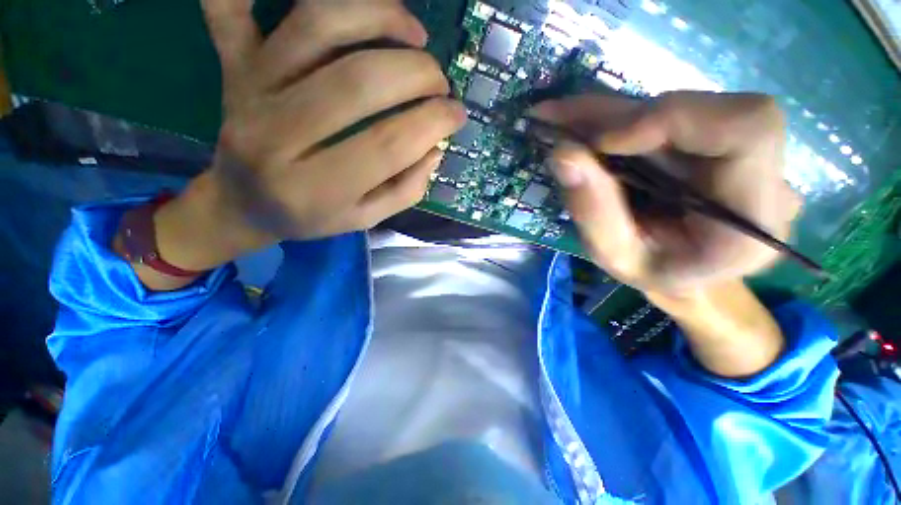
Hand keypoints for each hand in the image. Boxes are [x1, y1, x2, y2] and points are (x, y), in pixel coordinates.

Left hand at [151, 0, 464, 275]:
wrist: (243, 204)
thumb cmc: (309, 217)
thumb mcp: (365, 219)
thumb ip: (405, 190)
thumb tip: (436, 148)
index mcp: (316, 189)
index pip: (388, 145)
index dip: (432, 123)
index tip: (458, 115)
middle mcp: (278, 136)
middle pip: (358, 81)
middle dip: (416, 73)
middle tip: (440, 82)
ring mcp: (251, 90)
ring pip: (318, 25)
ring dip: (379, 16)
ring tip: (414, 33)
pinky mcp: (235, 64)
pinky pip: (230, 6)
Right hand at [535, 91, 799, 295]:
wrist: (683, 273)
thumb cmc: (651, 274)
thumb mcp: (613, 256)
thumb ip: (591, 210)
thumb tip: (562, 153)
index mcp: (752, 219)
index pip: (746, 130)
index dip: (673, 118)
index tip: (603, 141)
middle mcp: (765, 176)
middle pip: (704, 109)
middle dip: (620, 114)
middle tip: (557, 117)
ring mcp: (745, 153)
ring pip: (679, 107)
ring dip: (613, 114)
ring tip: (561, 122)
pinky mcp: (719, 139)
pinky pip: (668, 114)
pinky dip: (621, 118)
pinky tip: (584, 127)